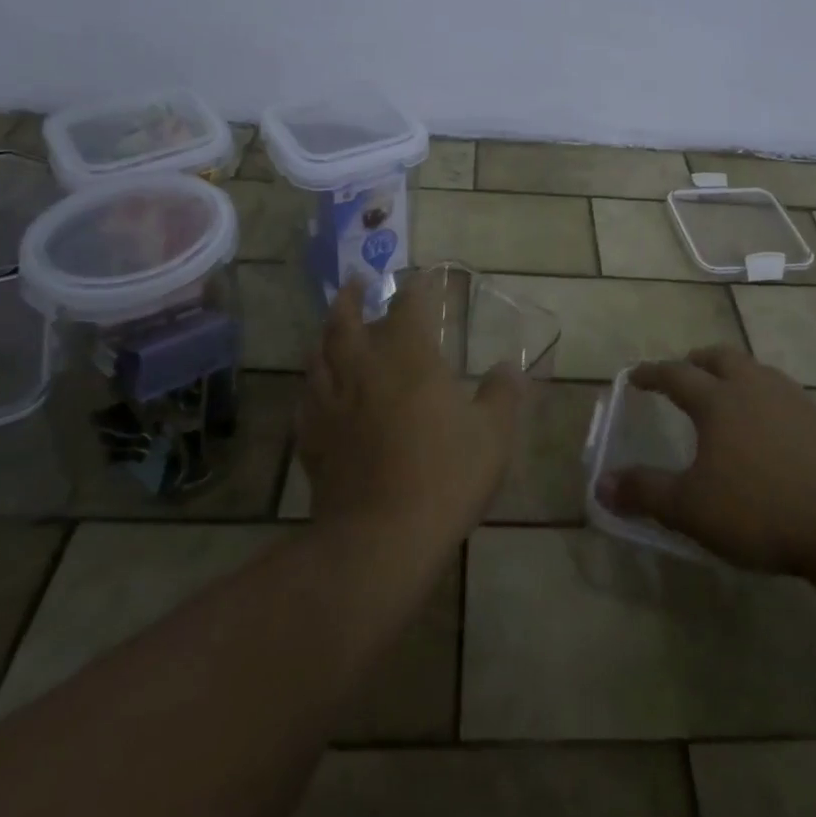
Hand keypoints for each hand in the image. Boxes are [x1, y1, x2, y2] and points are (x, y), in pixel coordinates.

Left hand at [295, 273, 522, 546]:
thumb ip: (502, 395)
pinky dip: (311, 386)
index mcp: (409, 358)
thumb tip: (510, 367)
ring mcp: (333, 404)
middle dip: (352, 299)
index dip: (415, 289)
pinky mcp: (313, 440)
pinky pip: (306, 401)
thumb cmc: (444, 476)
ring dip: (325, 335)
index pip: (408, 307)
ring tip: (330, 329)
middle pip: (347, 322)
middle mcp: (364, 370)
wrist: (381, 538)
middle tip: (355, 283)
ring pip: (319, 356)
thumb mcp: (492, 435)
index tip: (419, 278)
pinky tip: (314, 392)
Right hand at [595, 346, 815, 575]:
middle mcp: (755, 389)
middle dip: (700, 360)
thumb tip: (602, 483)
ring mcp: (799, 403)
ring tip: (738, 380)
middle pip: (722, 359)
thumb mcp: (690, 508)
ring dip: (748, 372)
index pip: (675, 375)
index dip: (652, 373)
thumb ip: (645, 492)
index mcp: (717, 402)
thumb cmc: (758, 512)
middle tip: (688, 367)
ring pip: (766, 372)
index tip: (635, 376)